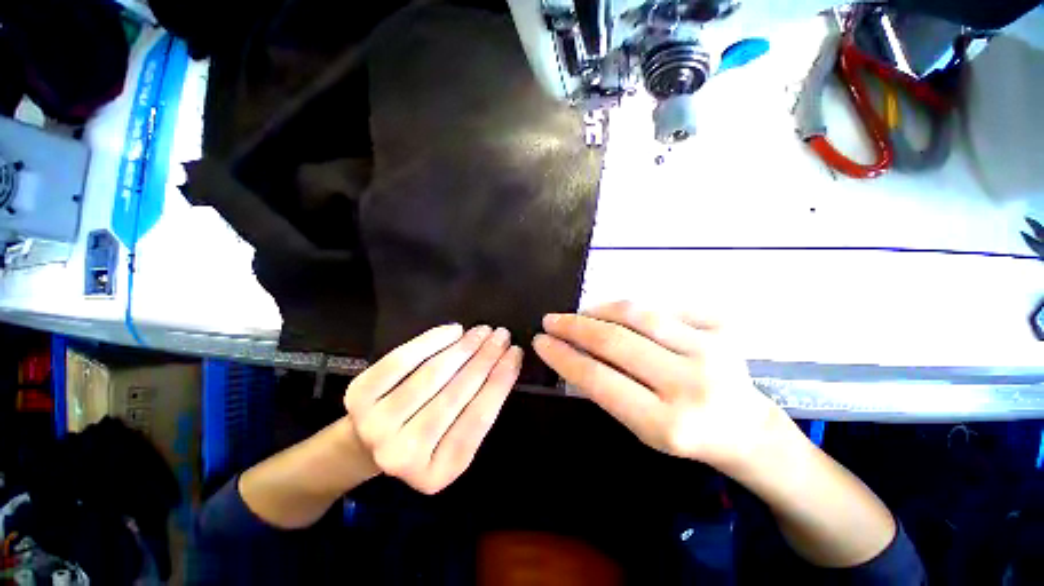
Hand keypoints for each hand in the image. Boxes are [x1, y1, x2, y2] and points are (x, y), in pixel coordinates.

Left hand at [344, 324, 522, 494]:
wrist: (365, 444)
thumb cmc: (423, 439)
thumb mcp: (454, 442)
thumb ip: (477, 411)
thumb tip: (503, 363)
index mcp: (437, 472)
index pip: (479, 419)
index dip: (501, 381)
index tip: (516, 353)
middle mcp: (403, 455)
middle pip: (456, 394)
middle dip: (485, 358)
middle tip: (502, 335)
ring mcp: (376, 425)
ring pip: (432, 375)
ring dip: (464, 347)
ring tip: (483, 330)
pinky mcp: (358, 396)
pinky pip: (402, 360)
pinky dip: (431, 340)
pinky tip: (453, 330)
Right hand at [532, 301, 784, 470]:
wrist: (747, 429)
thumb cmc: (687, 434)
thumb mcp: (642, 429)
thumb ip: (608, 389)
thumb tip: (573, 351)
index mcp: (667, 424)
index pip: (599, 379)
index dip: (563, 356)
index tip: (540, 341)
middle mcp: (690, 384)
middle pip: (615, 341)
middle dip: (573, 326)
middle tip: (551, 320)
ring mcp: (711, 350)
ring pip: (637, 314)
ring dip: (599, 309)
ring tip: (579, 312)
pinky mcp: (723, 328)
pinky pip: (662, 307)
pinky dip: (631, 307)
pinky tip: (616, 312)